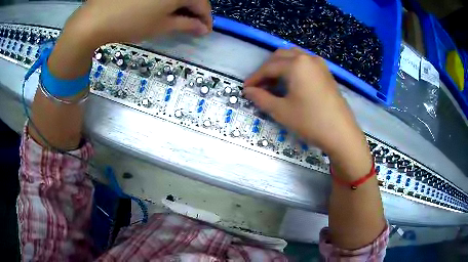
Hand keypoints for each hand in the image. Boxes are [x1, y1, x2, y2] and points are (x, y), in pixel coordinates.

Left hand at [48, 0, 211, 78]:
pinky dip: (166, 0)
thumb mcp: (160, 26)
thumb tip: (202, 28)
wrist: (95, 19)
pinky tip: (161, 7)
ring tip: (176, 17)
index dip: (205, 18)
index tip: (205, 30)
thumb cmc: (130, 23)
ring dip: (181, 4)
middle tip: (191, 25)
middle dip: (194, 10)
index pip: (202, 3)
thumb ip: (185, 25)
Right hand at [244, 49, 371, 177]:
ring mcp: (319, 64)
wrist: (341, 133)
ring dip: (280, 67)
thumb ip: (261, 98)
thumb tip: (248, 91)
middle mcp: (308, 58)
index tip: (245, 88)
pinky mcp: (326, 72)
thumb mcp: (281, 111)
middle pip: (280, 57)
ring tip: (274, 83)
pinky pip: (305, 63)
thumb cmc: (310, 121)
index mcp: (296, 64)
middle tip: (259, 86)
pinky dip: (293, 68)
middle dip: (267, 69)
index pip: (269, 67)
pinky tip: (291, 82)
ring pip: (293, 57)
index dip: (255, 78)